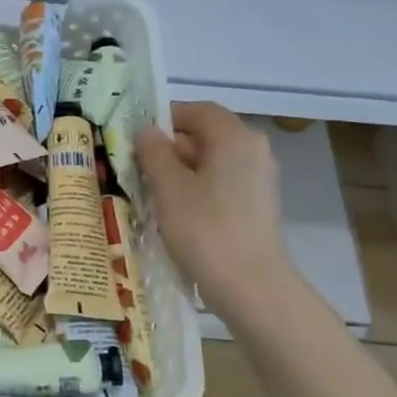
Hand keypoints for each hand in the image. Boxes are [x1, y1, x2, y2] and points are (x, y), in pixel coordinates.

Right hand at [135, 102, 291, 310]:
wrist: (250, 285)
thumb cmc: (205, 229)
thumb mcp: (168, 187)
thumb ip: (154, 152)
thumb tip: (147, 132)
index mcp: (235, 137)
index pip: (197, 110)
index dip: (165, 118)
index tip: (137, 137)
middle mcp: (254, 149)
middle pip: (207, 134)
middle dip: (171, 146)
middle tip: (138, 166)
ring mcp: (260, 178)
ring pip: (213, 161)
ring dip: (182, 170)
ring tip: (153, 192)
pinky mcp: (258, 204)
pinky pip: (222, 182)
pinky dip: (198, 188)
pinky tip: (177, 212)